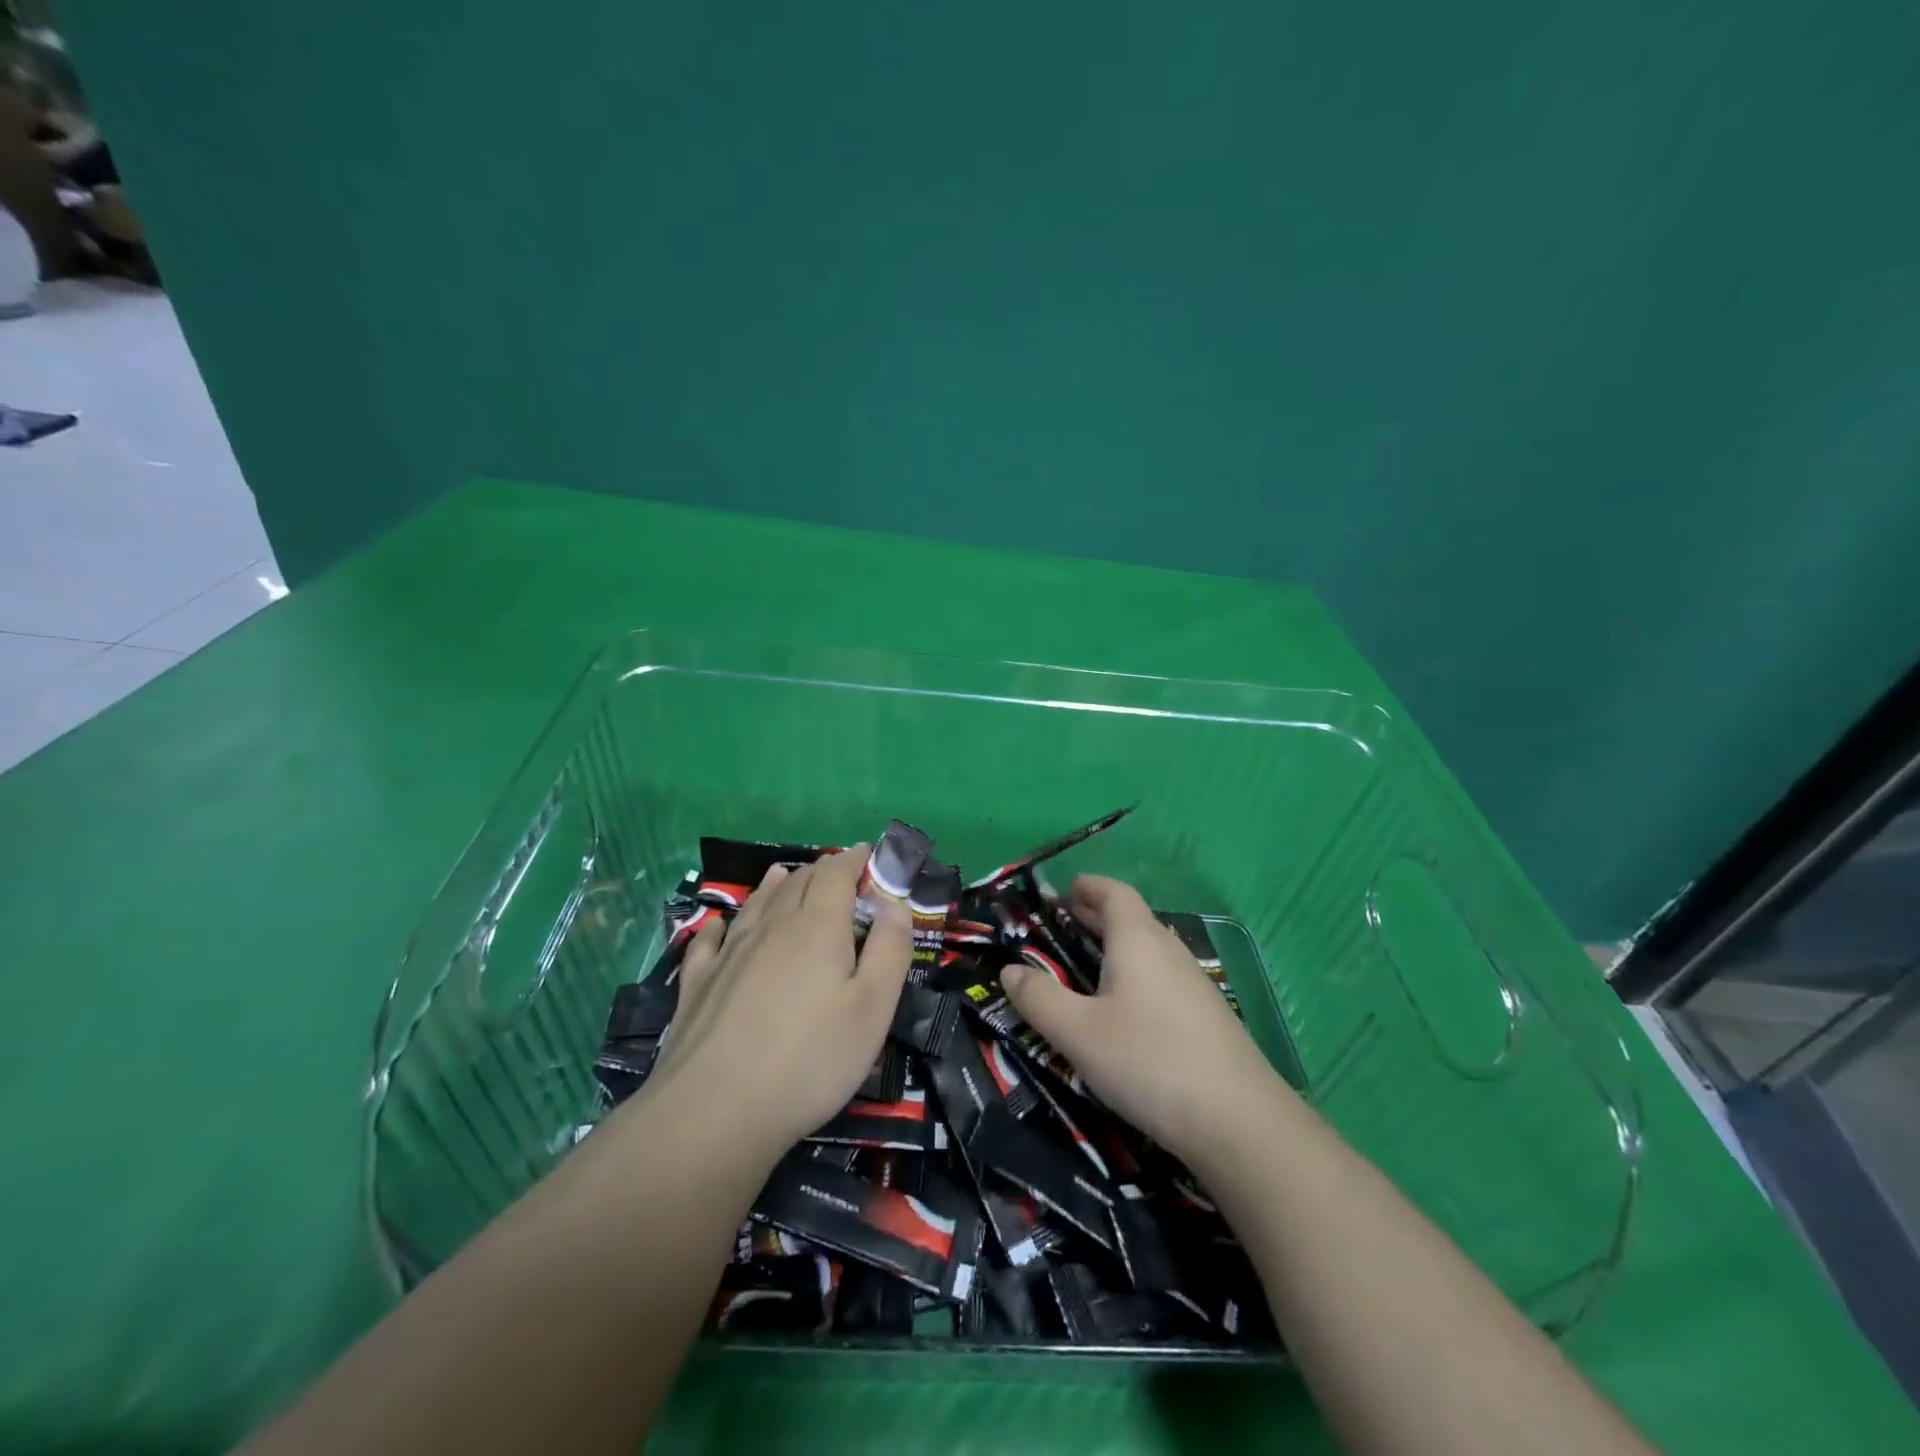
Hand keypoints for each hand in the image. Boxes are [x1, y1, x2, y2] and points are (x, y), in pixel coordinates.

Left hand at [641, 846, 912, 1162]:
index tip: (867, 855)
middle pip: (797, 882)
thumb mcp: (873, 1008)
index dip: (853, 860)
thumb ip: (890, 950)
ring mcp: (729, 953)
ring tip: (784, 874)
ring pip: (756, 903)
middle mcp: (771, 926)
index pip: (836, 873)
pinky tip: (719, 925)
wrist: (715, 1109)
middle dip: (821, 871)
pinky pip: (710, 939)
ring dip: (776, 885)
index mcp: (818, 926)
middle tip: (837, 874)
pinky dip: (722, 924)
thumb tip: (894, 903)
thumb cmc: (811, 1059)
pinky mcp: (697, 983)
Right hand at [1001, 875, 1282, 1171]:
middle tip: (1064, 923)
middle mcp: (1168, 950)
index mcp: (1138, 940)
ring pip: (1149, 949)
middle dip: (1097, 916)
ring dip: (1117, 946)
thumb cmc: (1148, 1061)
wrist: (1238, 1121)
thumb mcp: (1078, 1032)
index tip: (1064, 890)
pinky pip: (1161, 976)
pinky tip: (1125, 1007)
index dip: (1089, 886)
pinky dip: (1135, 974)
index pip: (1114, 893)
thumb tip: (1010, 970)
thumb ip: (1039, 998)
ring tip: (1088, 964)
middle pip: (1132, 918)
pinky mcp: (1207, 1015)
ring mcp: (1194, 983)